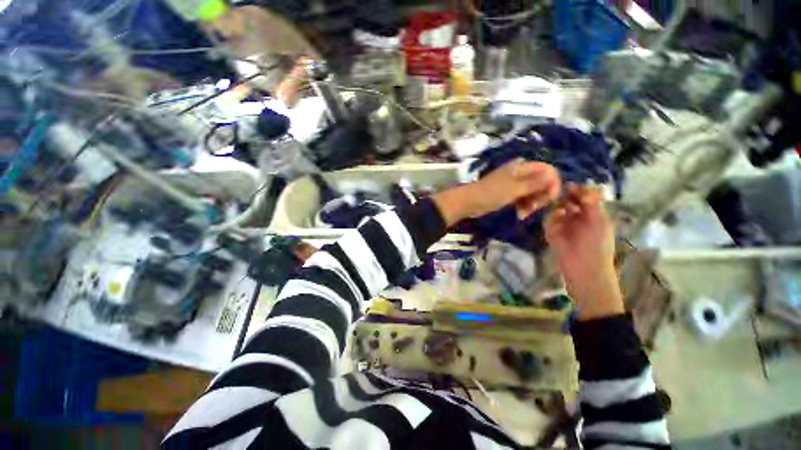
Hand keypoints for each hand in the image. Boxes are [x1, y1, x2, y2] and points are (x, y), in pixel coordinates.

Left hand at [434, 159, 560, 225]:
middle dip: (542, 196)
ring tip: (524, 214)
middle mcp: (520, 173)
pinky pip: (523, 199)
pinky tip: (520, 215)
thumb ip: (535, 183)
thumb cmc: (490, 194)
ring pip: (533, 192)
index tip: (550, 199)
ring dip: (533, 204)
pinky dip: (524, 207)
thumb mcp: (514, 189)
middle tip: (535, 208)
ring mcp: (514, 184)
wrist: (469, 202)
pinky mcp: (508, 194)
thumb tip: (553, 175)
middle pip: (542, 182)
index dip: (553, 184)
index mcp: (522, 167)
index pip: (549, 170)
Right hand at [544, 183, 622, 319]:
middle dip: (565, 195)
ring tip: (557, 204)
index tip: (571, 184)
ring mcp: (563, 225)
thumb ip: (592, 203)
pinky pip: (548, 220)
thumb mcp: (599, 221)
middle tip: (559, 191)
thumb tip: (586, 185)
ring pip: (557, 208)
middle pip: (569, 201)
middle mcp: (578, 217)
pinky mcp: (551, 232)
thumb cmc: (597, 245)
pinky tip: (555, 216)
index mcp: (593, 214)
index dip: (579, 190)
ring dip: (557, 205)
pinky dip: (551, 216)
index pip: (585, 197)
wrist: (583, 268)